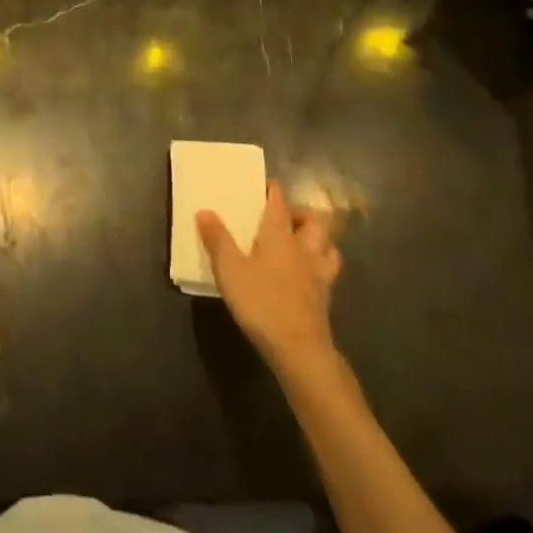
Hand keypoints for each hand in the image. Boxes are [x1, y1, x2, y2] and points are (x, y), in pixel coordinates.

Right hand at [198, 185, 341, 378]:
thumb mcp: (228, 269)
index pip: (278, 202)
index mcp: (278, 235)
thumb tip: (204, 210)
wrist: (298, 348)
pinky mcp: (324, 297)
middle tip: (281, 217)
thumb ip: (217, 239)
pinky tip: (307, 274)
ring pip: (327, 245)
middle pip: (312, 221)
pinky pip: (328, 271)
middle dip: (299, 214)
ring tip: (300, 242)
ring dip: (317, 239)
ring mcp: (318, 273)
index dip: (272, 190)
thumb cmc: (260, 301)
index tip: (264, 184)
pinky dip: (320, 265)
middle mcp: (302, 248)